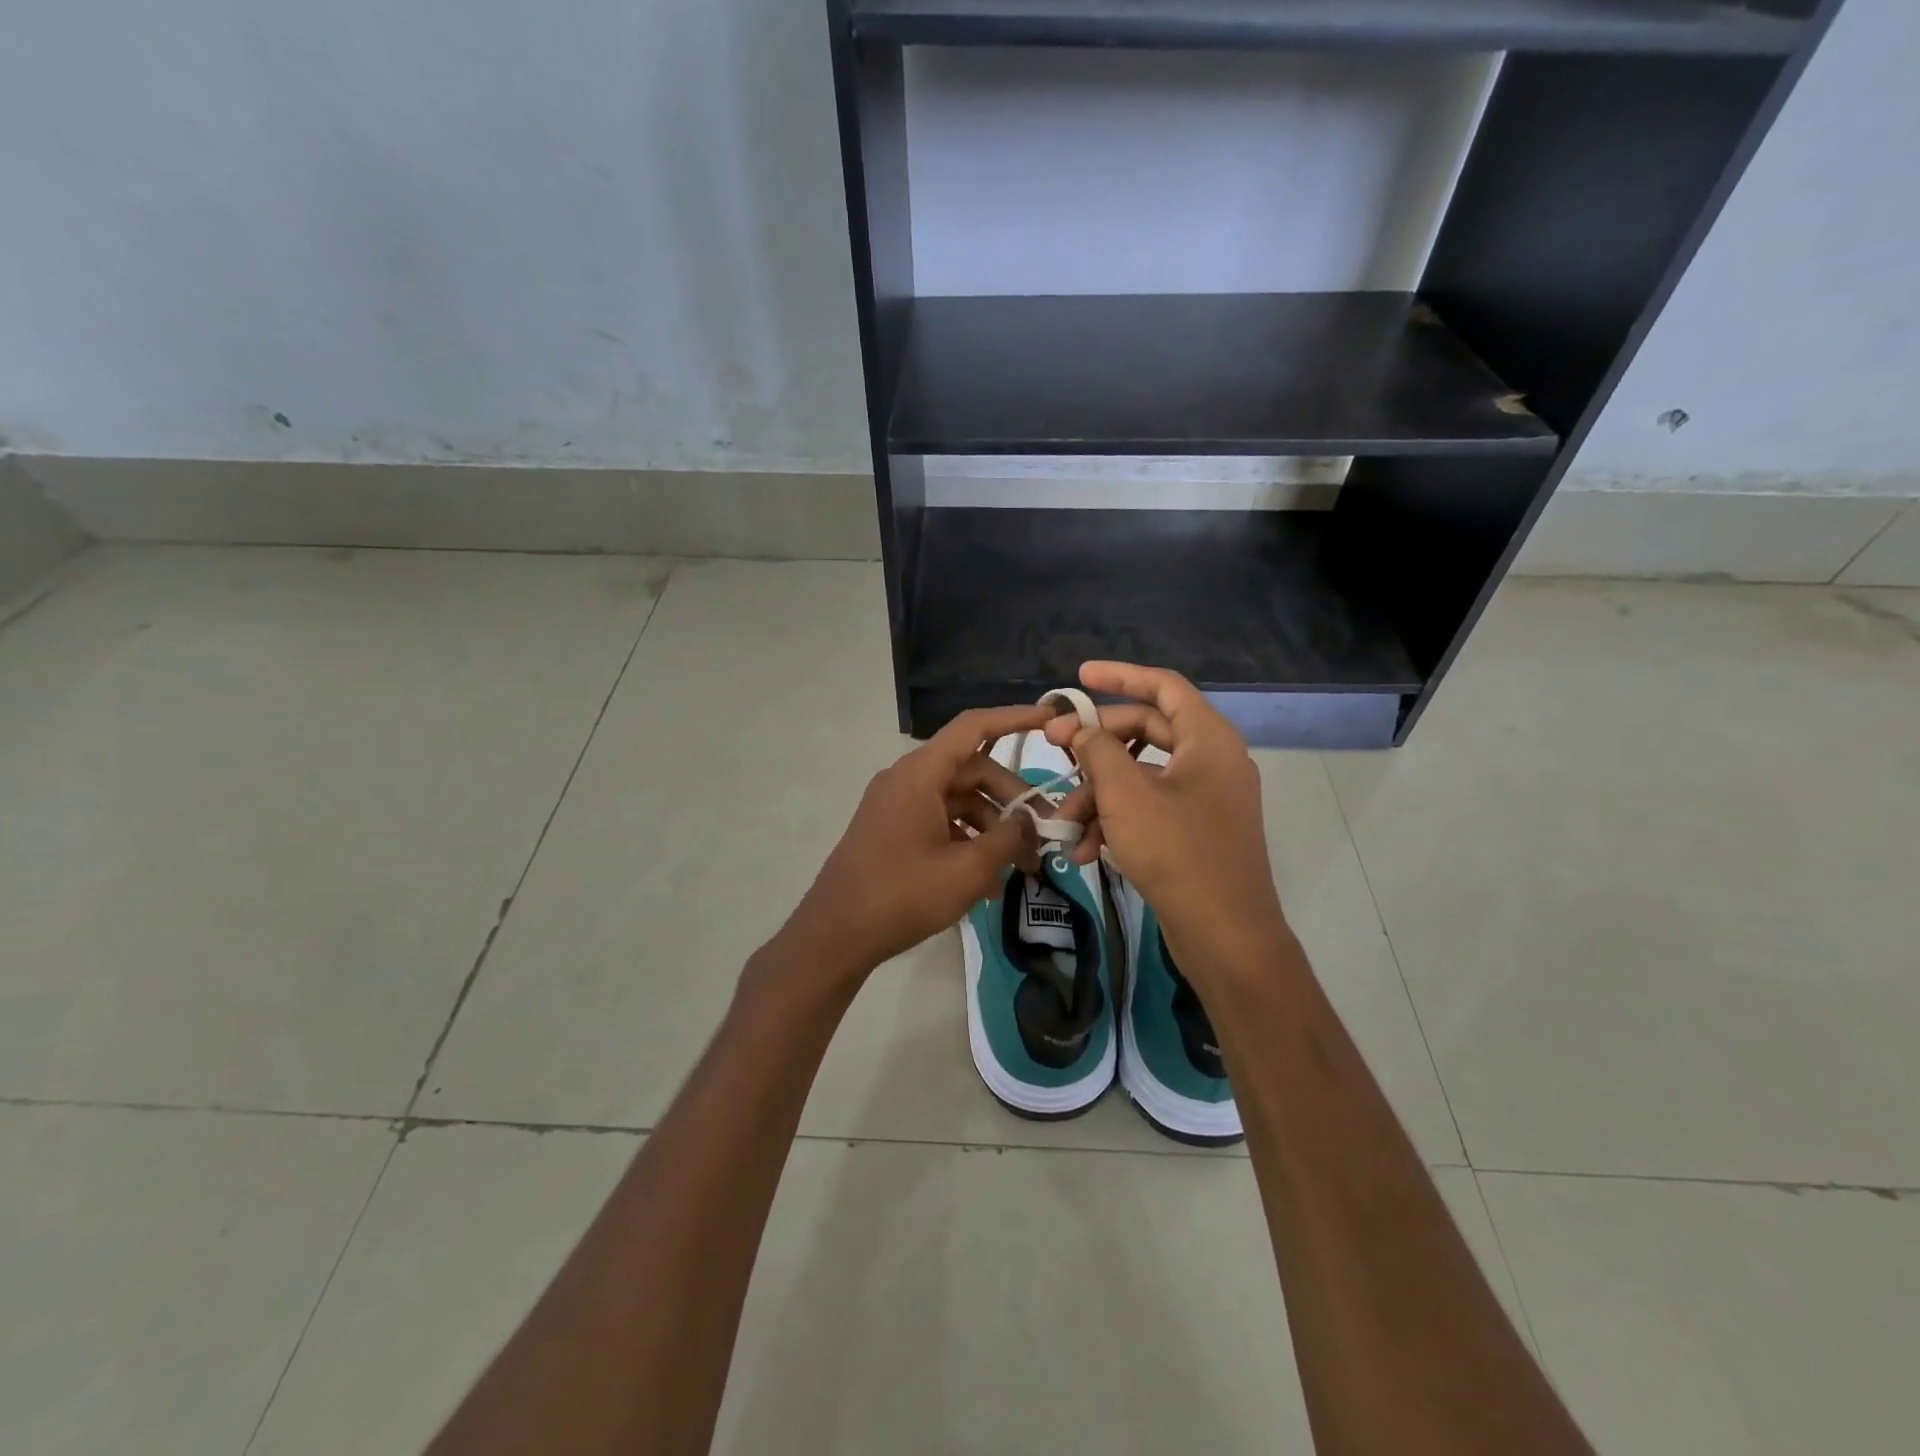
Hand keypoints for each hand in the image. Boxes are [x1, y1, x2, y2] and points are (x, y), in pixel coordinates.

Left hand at [781, 705, 1053, 981]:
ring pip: (960, 800)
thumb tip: (1030, 823)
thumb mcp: (967, 870)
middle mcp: (908, 780)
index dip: (1014, 718)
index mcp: (920, 774)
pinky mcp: (894, 830)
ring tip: (1023, 867)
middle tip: (1046, 833)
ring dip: (994, 828)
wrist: (835, 934)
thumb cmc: (902, 895)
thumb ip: (1007, 840)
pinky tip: (991, 881)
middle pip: (973, 770)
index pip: (973, 727)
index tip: (1051, 718)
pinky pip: (941, 822)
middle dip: (1013, 799)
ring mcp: (898, 805)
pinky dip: (969, 841)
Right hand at [1046, 663, 1290, 981]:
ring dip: (1098, 795)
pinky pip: (1149, 809)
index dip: (1120, 676)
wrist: (1225, 935)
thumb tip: (1080, 732)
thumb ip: (1098, 751)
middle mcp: (1211, 760)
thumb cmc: (1177, 852)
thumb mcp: (1125, 795)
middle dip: (1095, 746)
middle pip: (1145, 731)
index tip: (1079, 677)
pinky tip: (1084, 851)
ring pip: (1140, 776)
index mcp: (1207, 739)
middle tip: (1054, 750)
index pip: (1163, 686)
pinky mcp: (1195, 832)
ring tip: (1062, 825)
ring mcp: (1205, 798)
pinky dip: (1116, 822)